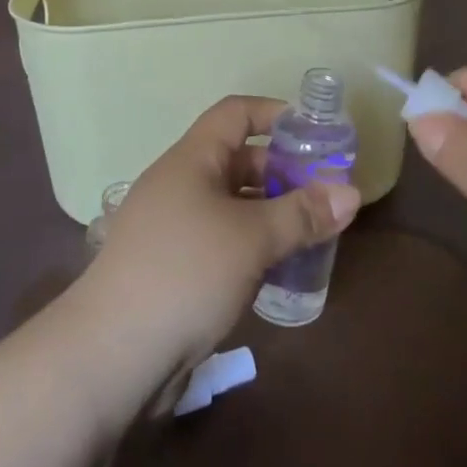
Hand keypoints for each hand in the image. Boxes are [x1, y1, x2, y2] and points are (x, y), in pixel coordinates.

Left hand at [82, 96, 361, 373]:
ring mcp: (173, 228)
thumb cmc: (186, 272)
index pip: (235, 114)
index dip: (275, 114)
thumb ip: (303, 214)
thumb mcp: (253, 238)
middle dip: (283, 173)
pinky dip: (252, 247)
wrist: (114, 352)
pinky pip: (221, 241)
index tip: (316, 135)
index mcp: (191, 160)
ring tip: (312, 234)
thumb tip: (352, 193)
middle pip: (238, 161)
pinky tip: (278, 271)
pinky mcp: (173, 267)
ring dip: (271, 215)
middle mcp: (180, 185)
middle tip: (326, 196)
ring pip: (232, 206)